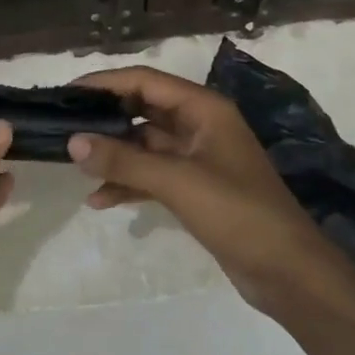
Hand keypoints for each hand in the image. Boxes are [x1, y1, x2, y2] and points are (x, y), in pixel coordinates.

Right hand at [68, 66, 339, 311]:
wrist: (290, 274)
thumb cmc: (237, 213)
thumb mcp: (177, 181)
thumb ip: (124, 160)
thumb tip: (72, 141)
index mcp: (204, 109)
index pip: (145, 81)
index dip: (105, 82)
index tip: (68, 93)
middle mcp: (200, 125)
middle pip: (143, 109)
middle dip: (106, 118)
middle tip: (65, 126)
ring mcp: (198, 158)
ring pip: (145, 145)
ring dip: (114, 154)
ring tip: (75, 164)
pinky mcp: (196, 189)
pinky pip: (152, 175)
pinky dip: (128, 183)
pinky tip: (99, 200)